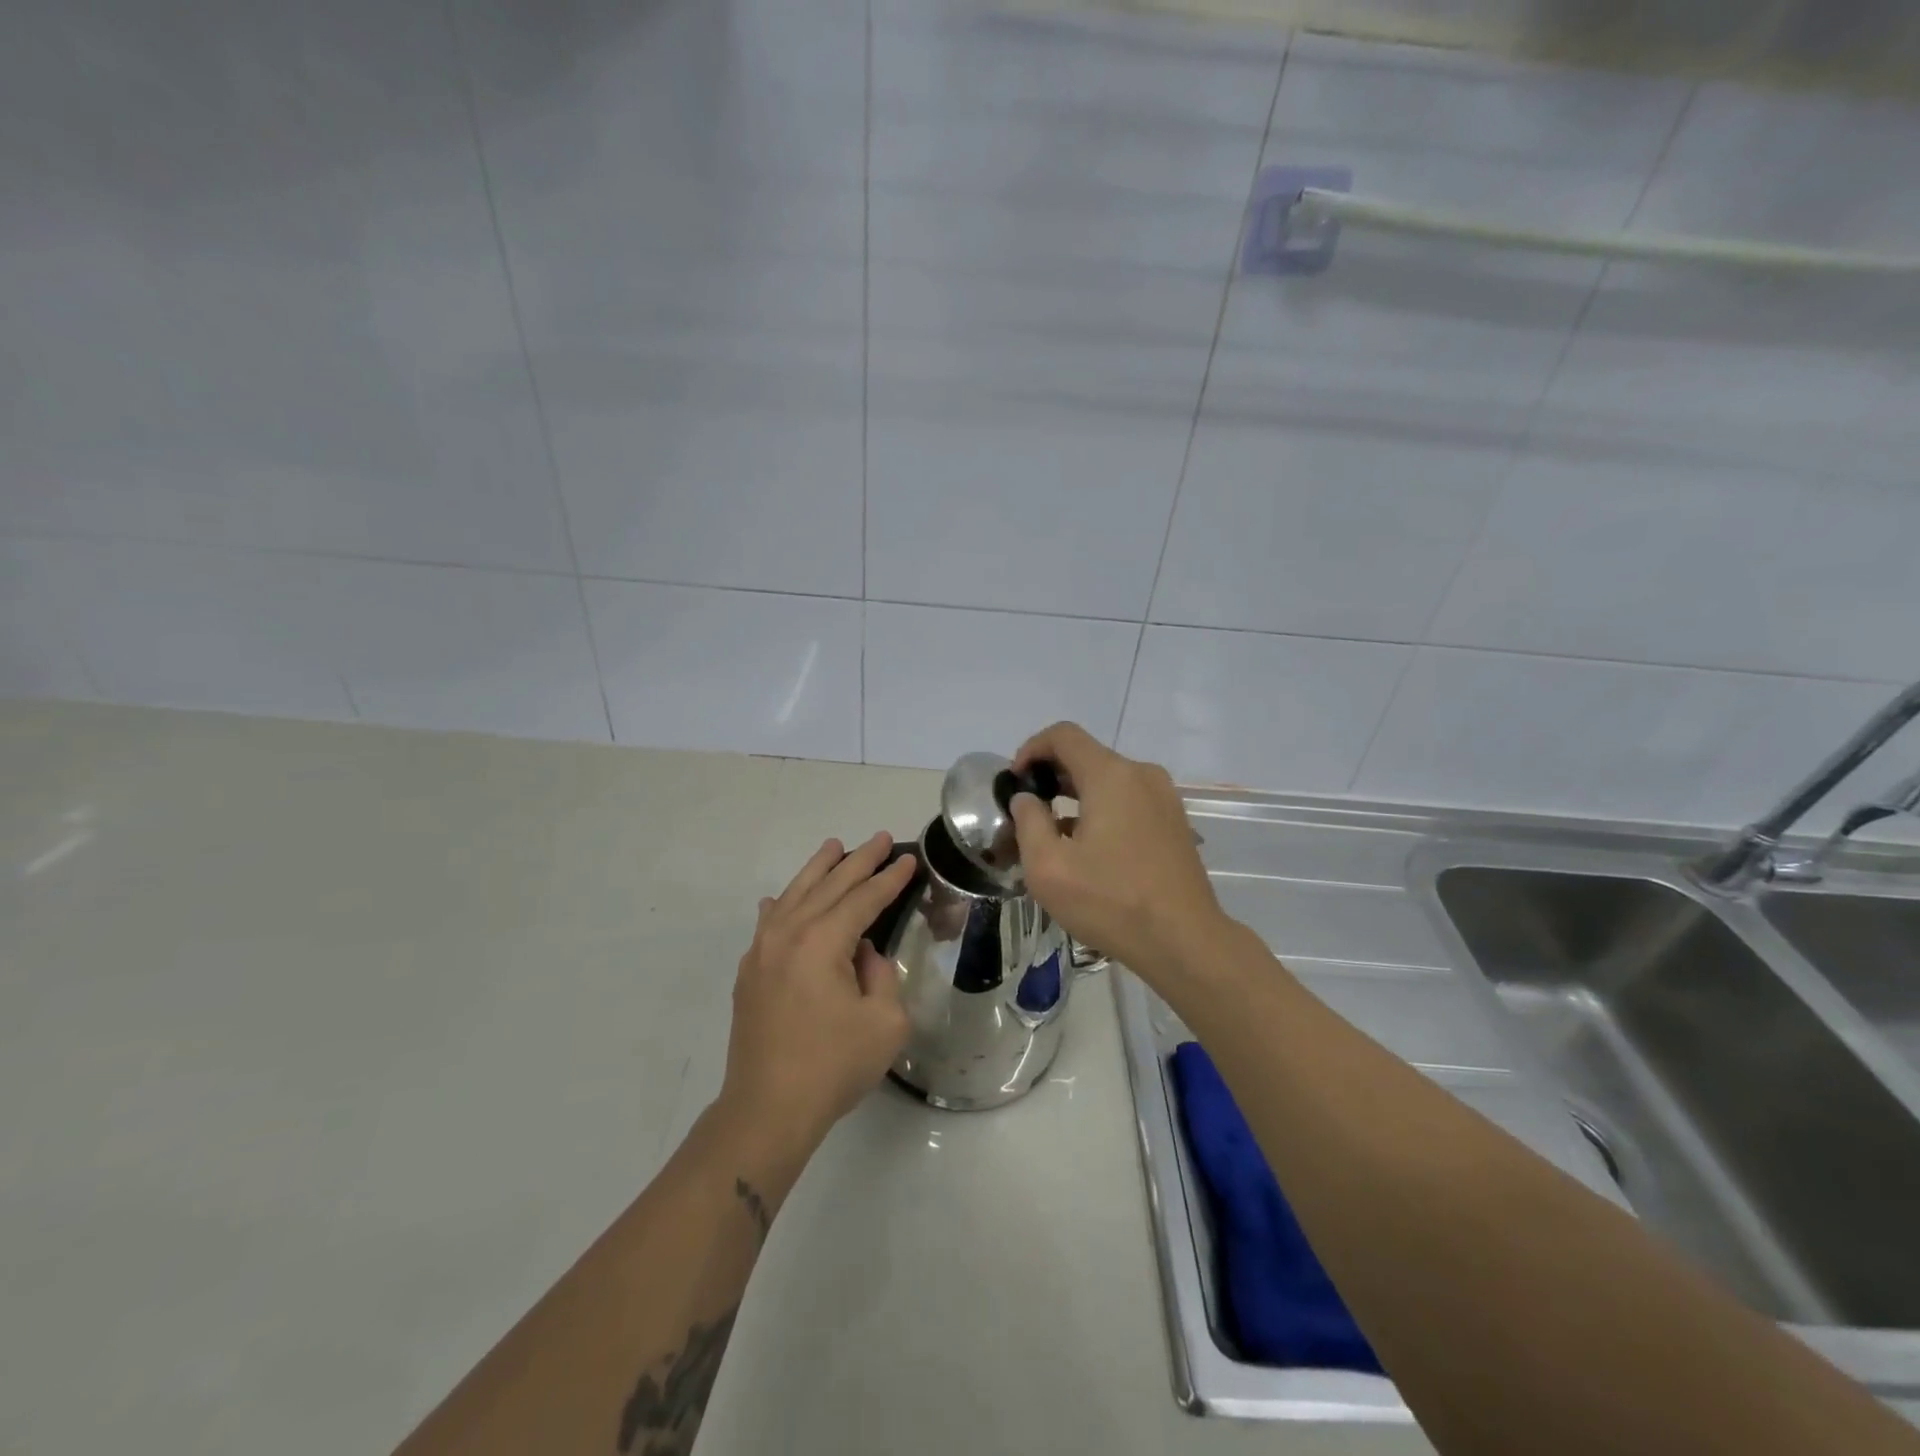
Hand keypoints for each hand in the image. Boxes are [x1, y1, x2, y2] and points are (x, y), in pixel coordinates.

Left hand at [716, 833, 916, 1154]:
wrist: (767, 1110)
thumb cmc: (832, 1067)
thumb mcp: (885, 1023)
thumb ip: (880, 975)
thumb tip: (862, 953)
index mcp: (823, 942)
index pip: (863, 899)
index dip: (889, 878)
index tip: (909, 858)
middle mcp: (789, 935)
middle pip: (829, 886)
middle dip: (858, 861)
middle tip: (881, 838)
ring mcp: (763, 951)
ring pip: (794, 895)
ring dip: (818, 869)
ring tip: (835, 847)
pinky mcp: (750, 972)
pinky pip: (768, 922)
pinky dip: (782, 903)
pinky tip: (783, 898)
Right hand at [1007, 723, 1223, 976]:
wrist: (1184, 941)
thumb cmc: (1110, 901)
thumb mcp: (1048, 867)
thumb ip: (1028, 821)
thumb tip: (1027, 798)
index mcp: (1111, 775)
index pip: (1063, 735)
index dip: (1031, 749)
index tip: (1015, 782)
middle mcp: (1141, 774)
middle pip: (1087, 755)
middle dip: (1051, 775)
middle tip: (1028, 810)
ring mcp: (1164, 797)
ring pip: (1109, 779)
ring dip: (1076, 795)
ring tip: (1054, 833)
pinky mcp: (1175, 821)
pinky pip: (1129, 799)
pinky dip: (1103, 809)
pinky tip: (1090, 848)